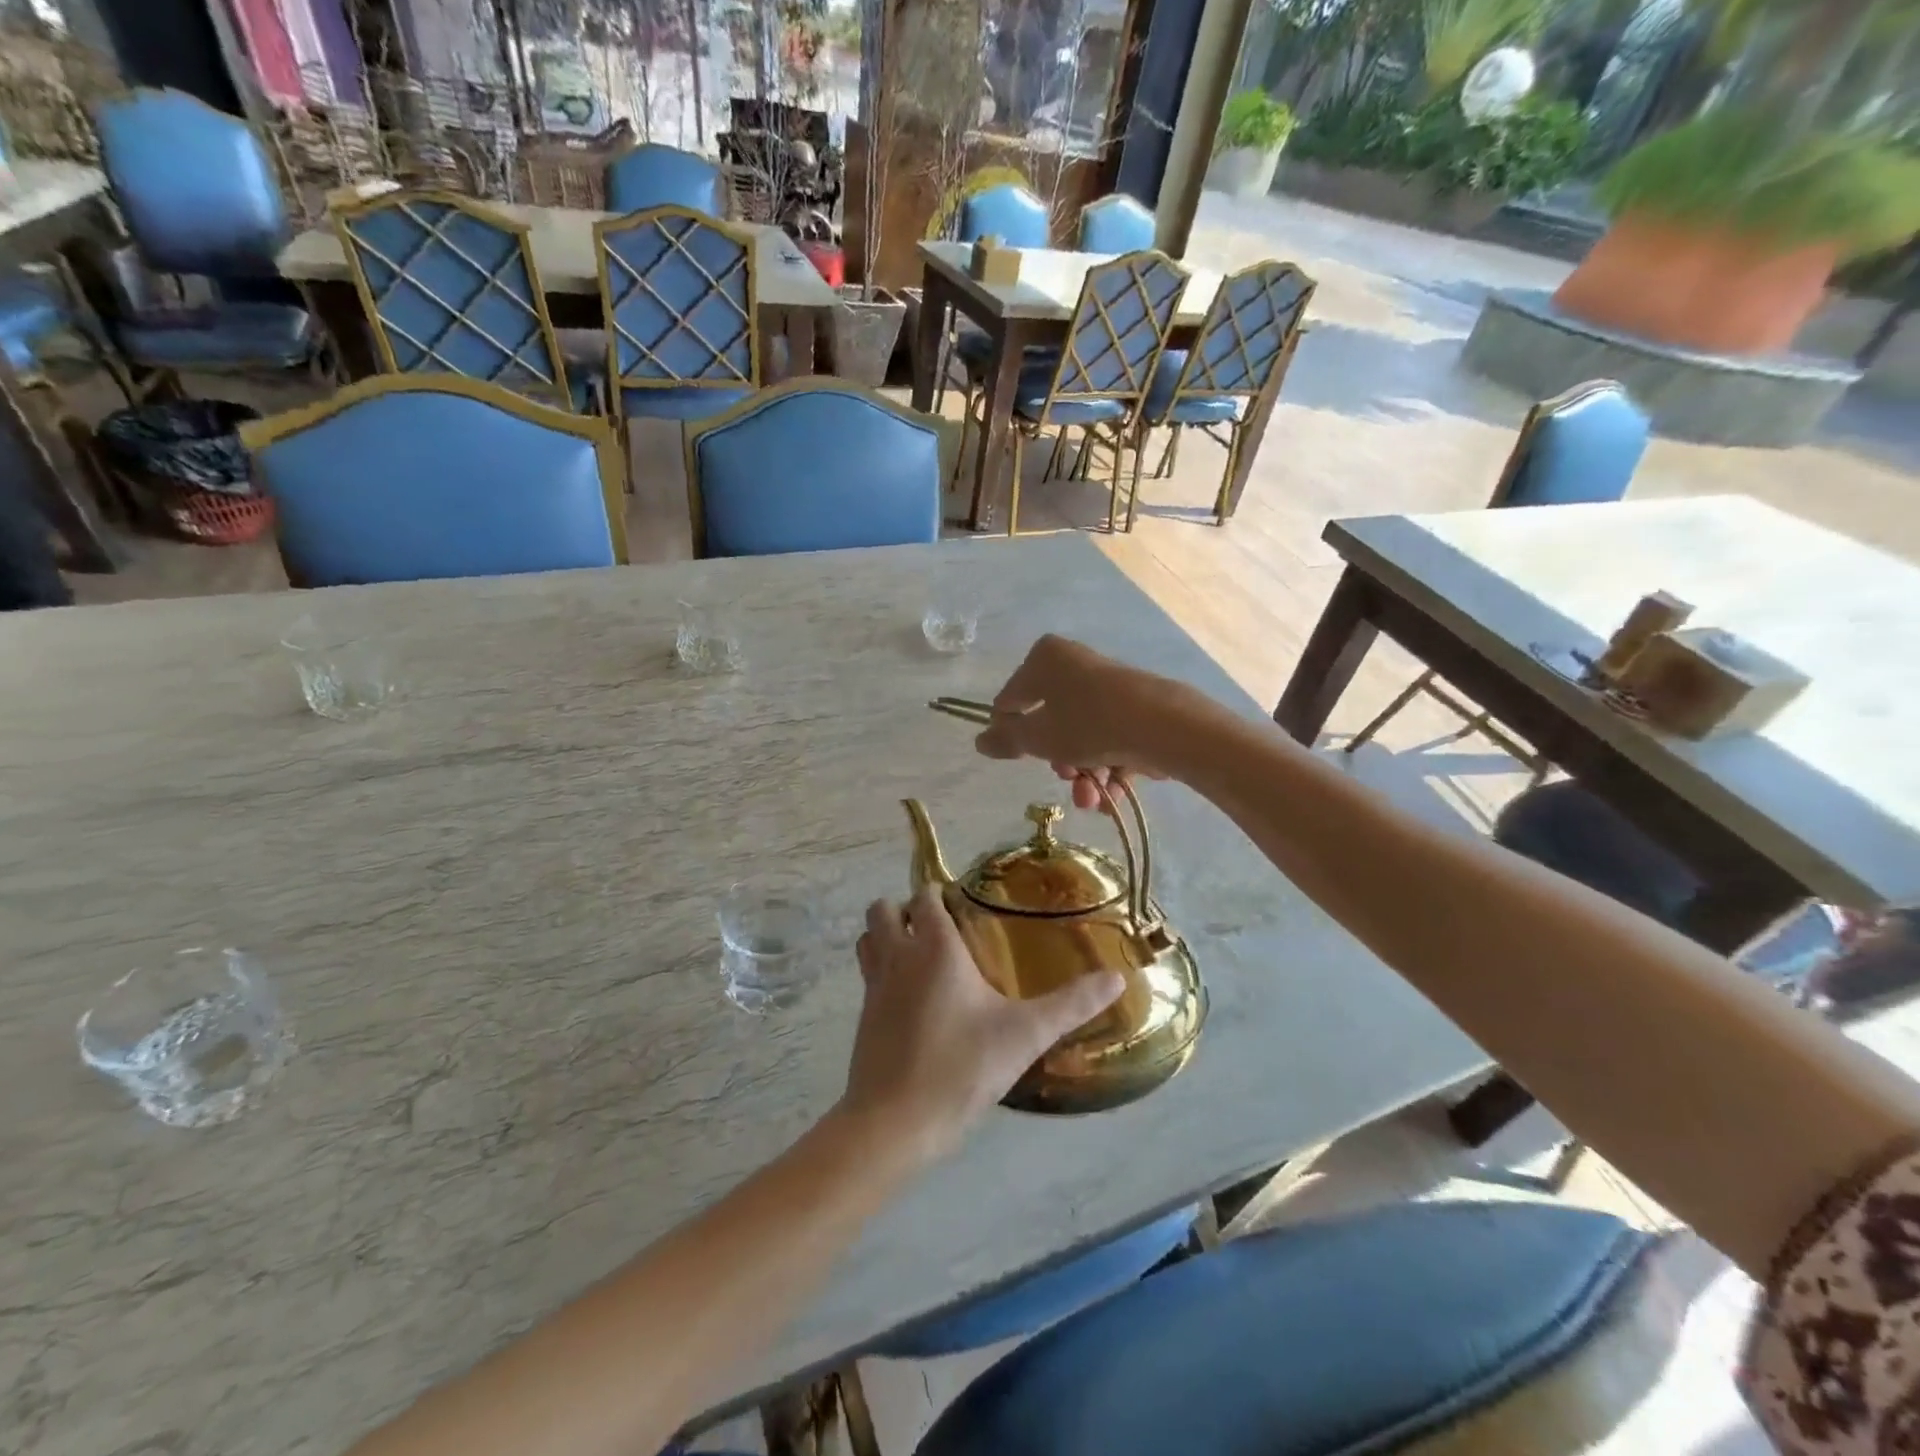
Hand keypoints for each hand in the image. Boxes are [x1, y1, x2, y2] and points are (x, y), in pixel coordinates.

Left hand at [843, 886, 1123, 1161]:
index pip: (925, 895)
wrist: (894, 1123)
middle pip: (883, 909)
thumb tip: (1118, 977)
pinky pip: (868, 974)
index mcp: (934, 947)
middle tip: (942, 931)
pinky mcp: (863, 1016)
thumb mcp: (1025, 1034)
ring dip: (887, 936)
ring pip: (868, 939)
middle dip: (906, 910)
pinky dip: (883, 971)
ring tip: (923, 957)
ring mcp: (873, 986)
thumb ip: (1072, 1004)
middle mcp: (897, 956)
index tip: (965, 906)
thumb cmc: (961, 1067)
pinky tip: (914, 1000)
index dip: (940, 894)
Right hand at [973, 635, 1175, 810]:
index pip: (1011, 699)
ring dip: (1084, 773)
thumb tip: (979, 741)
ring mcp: (1109, 685)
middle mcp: (1076, 664)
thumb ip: (1007, 740)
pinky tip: (1113, 796)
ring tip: (1093, 800)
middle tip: (1066, 779)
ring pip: (1083, 734)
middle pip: (1051, 719)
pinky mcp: (1137, 706)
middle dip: (1058, 761)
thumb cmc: (1087, 724)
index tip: (1017, 760)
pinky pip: (1110, 737)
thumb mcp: (1038, 738)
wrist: (1164, 726)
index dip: (1010, 733)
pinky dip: (1109, 766)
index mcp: (1045, 659)